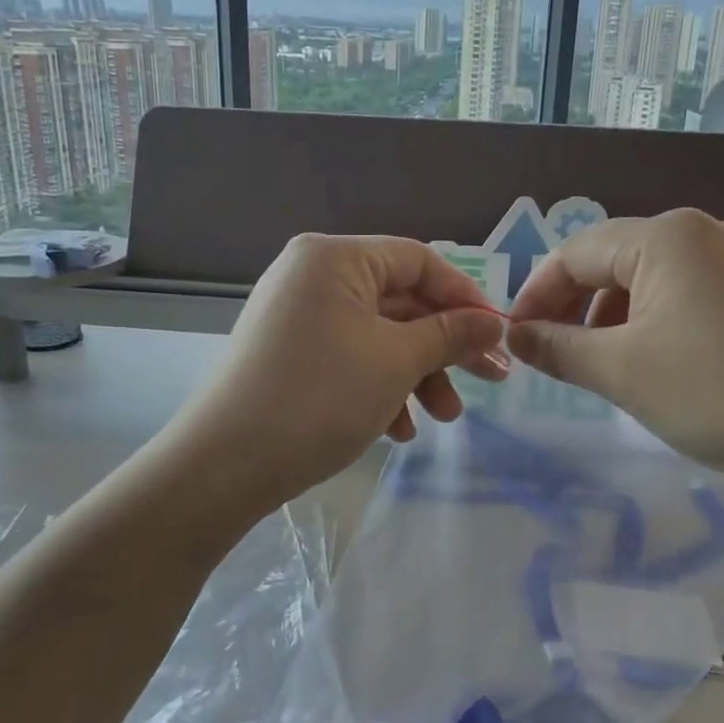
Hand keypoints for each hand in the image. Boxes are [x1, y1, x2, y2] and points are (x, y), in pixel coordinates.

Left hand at [162, 234, 507, 513]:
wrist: (226, 464)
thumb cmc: (321, 396)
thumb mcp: (397, 361)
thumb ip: (451, 334)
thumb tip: (494, 323)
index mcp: (335, 258)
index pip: (418, 260)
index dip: (464, 297)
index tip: (497, 336)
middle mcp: (312, 275)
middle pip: (399, 301)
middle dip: (444, 347)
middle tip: (488, 381)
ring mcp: (297, 315)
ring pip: (377, 335)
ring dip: (416, 374)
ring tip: (442, 419)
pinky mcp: (289, 353)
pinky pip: (348, 356)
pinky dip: (379, 386)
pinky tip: (397, 430)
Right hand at [506, 209, 723, 505]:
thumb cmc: (717, 391)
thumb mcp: (621, 370)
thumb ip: (557, 348)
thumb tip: (514, 336)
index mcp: (665, 236)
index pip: (575, 252)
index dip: (536, 294)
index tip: (514, 339)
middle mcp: (701, 233)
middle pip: (611, 261)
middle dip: (573, 307)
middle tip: (551, 355)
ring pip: (646, 281)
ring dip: (609, 319)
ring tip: (600, 366)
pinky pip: (682, 296)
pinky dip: (650, 325)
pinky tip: (651, 364)